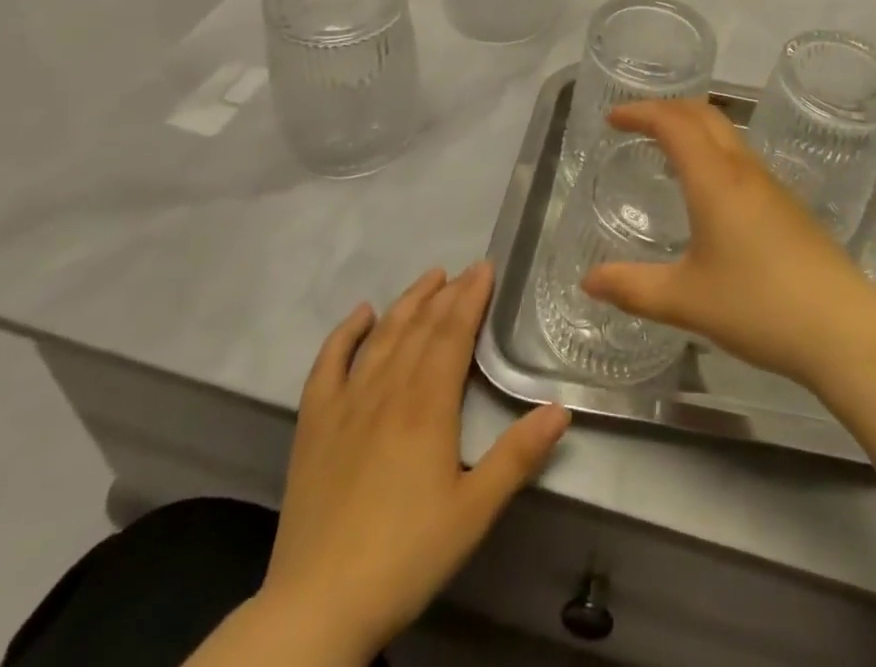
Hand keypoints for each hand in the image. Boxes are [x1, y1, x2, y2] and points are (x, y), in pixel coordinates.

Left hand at [257, 264, 570, 663]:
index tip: (486, 268)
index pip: (453, 334)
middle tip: (467, 270)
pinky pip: (327, 365)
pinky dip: (345, 334)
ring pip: (382, 337)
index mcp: (427, 405)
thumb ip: (518, 456)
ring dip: (407, 303)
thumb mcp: (474, 512)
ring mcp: (346, 405)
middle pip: (421, 328)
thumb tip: (561, 409)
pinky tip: (361, 315)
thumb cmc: (405, 556)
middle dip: (447, 294)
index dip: (471, 298)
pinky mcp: (314, 426)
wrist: (317, 608)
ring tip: (429, 278)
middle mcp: (387, 391)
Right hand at [582, 100, 875, 387]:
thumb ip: (633, 288)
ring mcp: (770, 184)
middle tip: (635, 123)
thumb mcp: (686, 300)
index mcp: (714, 179)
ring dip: (693, 127)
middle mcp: (743, 169)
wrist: (842, 325)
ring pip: (727, 133)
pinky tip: (706, 188)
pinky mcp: (787, 204)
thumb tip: (588, 281)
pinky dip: (712, 150)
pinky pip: (741, 157)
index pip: (673, 123)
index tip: (613, 118)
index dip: (641, 112)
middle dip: (666, 108)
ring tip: (665, 148)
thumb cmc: (758, 306)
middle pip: (704, 114)